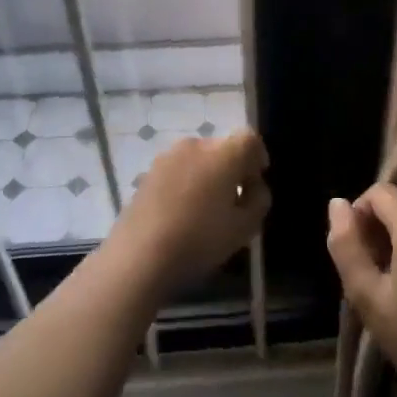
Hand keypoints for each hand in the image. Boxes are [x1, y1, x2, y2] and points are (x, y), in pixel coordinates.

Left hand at [109, 130, 269, 292]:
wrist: (138, 257)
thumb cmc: (199, 240)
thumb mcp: (245, 228)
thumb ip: (258, 200)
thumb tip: (253, 187)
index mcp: (223, 153)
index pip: (249, 139)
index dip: (258, 157)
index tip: (255, 183)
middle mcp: (196, 145)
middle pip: (223, 148)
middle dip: (232, 169)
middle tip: (233, 201)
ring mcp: (167, 157)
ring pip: (199, 160)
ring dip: (207, 176)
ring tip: (204, 209)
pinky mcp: (148, 172)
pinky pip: (178, 171)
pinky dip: (186, 184)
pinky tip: (180, 214)